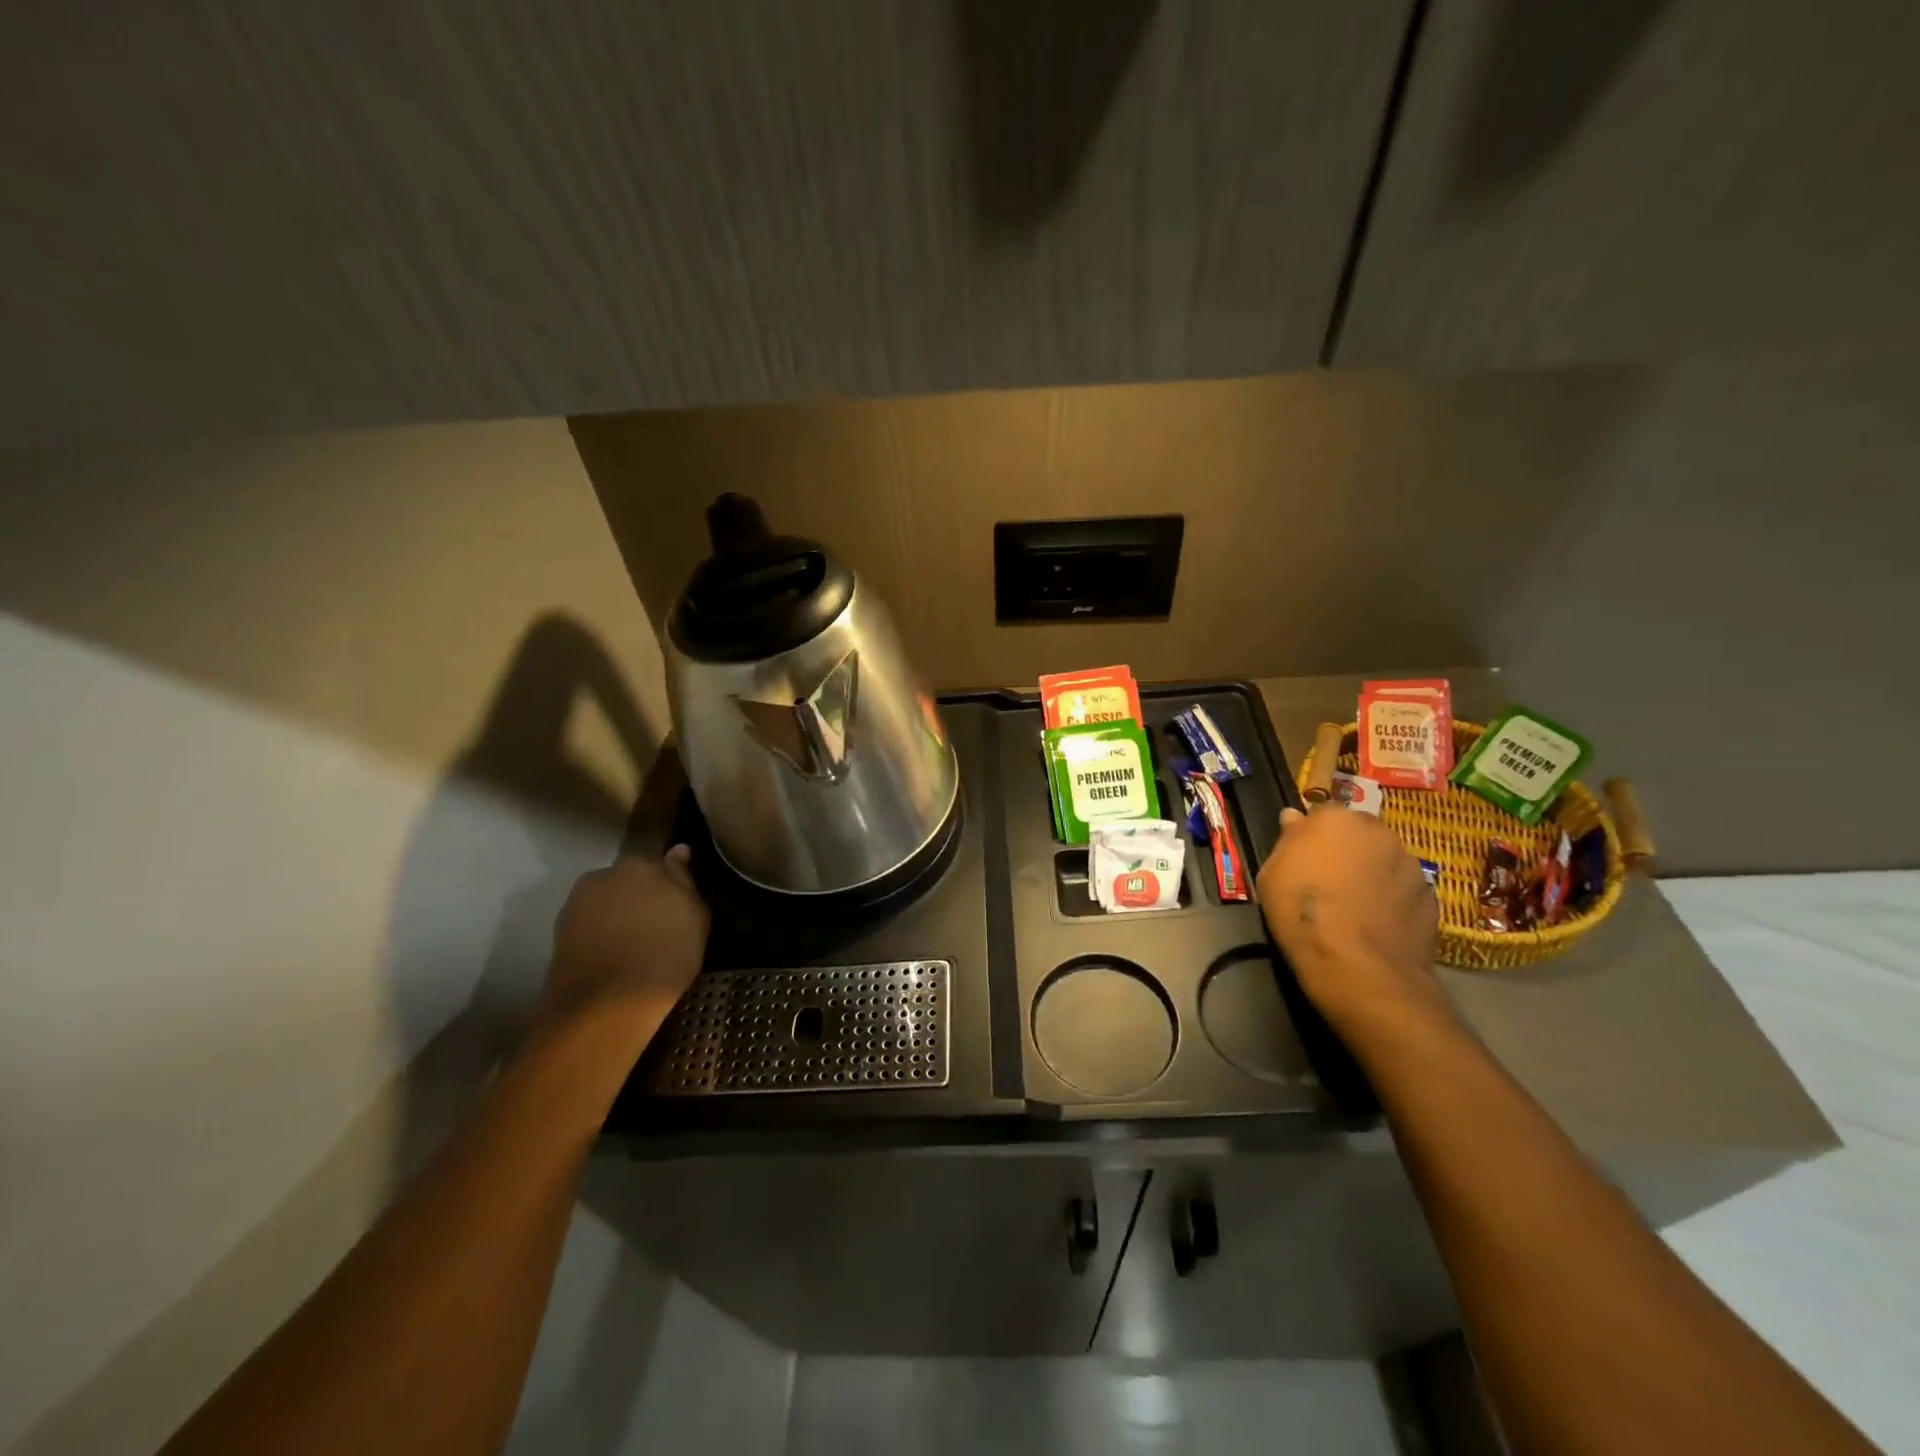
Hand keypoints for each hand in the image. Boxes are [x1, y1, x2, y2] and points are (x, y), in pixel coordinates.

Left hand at [547, 847, 709, 1023]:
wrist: (607, 1004)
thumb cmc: (666, 957)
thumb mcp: (696, 918)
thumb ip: (685, 880)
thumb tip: (679, 851)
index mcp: (644, 865)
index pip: (665, 864)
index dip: (673, 887)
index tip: (679, 907)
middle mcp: (608, 873)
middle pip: (633, 878)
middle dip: (644, 894)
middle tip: (658, 926)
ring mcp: (580, 899)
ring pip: (610, 898)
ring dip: (621, 911)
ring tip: (633, 942)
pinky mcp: (561, 927)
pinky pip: (591, 919)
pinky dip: (601, 929)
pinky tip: (612, 953)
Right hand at [1256, 806, 1448, 1043]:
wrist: (1358, 967)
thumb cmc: (1302, 913)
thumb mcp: (1271, 874)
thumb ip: (1287, 841)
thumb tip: (1295, 818)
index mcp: (1337, 819)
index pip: (1322, 815)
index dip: (1312, 836)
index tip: (1302, 859)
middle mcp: (1379, 832)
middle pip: (1359, 834)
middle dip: (1347, 850)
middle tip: (1329, 881)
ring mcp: (1411, 865)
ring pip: (1386, 861)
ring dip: (1373, 873)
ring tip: (1356, 907)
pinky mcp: (1432, 898)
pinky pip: (1405, 891)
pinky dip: (1393, 900)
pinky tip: (1378, 924)